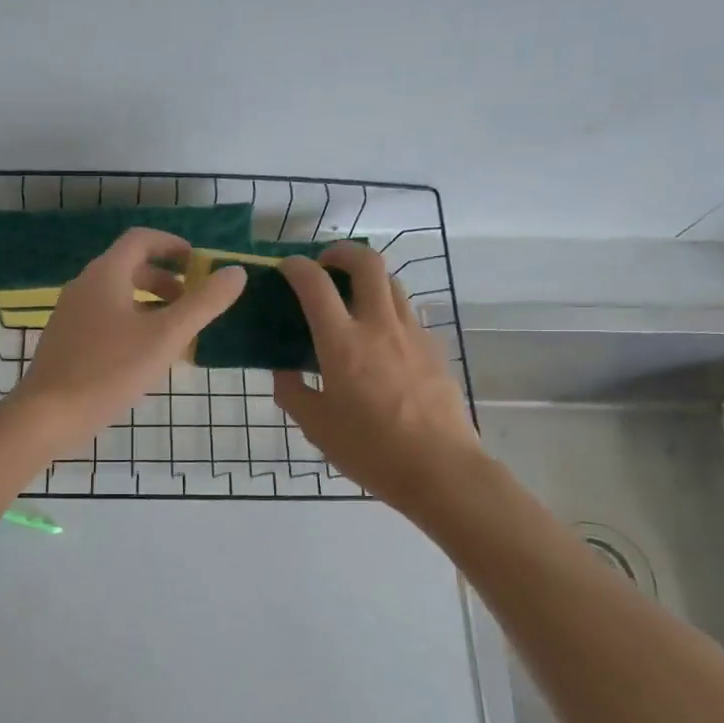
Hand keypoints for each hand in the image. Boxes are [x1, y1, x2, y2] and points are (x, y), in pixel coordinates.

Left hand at [15, 228, 247, 450]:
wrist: (48, 414)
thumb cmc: (110, 369)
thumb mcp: (166, 336)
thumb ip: (204, 303)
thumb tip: (236, 272)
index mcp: (106, 274)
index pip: (141, 239)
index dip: (173, 245)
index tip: (199, 264)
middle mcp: (84, 285)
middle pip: (130, 267)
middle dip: (166, 280)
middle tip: (193, 302)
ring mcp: (71, 314)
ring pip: (118, 295)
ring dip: (150, 304)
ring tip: (176, 332)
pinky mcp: (66, 340)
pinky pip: (105, 318)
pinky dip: (131, 322)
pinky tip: (145, 356)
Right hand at [273, 243, 481, 517]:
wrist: (440, 469)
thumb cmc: (370, 450)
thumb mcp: (316, 426)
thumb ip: (293, 392)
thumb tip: (283, 371)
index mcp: (342, 342)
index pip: (315, 283)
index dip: (295, 267)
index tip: (285, 268)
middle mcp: (379, 326)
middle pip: (368, 262)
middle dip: (342, 252)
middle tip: (325, 265)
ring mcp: (413, 334)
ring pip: (393, 283)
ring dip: (369, 278)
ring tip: (352, 298)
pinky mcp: (435, 349)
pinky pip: (409, 315)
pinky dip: (388, 311)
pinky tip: (381, 341)